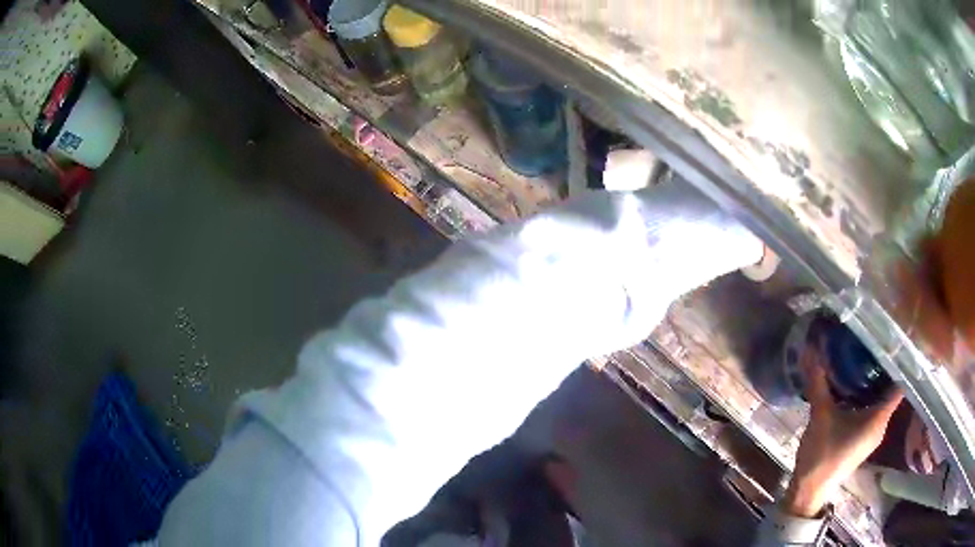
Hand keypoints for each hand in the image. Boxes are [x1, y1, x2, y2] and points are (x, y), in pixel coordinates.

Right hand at [782, 340, 903, 517]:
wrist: (810, 491)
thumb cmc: (822, 455)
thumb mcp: (820, 417)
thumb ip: (818, 384)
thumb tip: (811, 351)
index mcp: (878, 419)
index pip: (899, 386)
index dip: (900, 363)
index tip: (895, 340)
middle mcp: (880, 425)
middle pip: (890, 391)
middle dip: (884, 368)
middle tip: (875, 342)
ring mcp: (872, 435)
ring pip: (880, 401)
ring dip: (874, 383)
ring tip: (865, 358)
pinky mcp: (862, 440)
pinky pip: (872, 411)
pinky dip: (867, 396)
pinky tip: (854, 386)